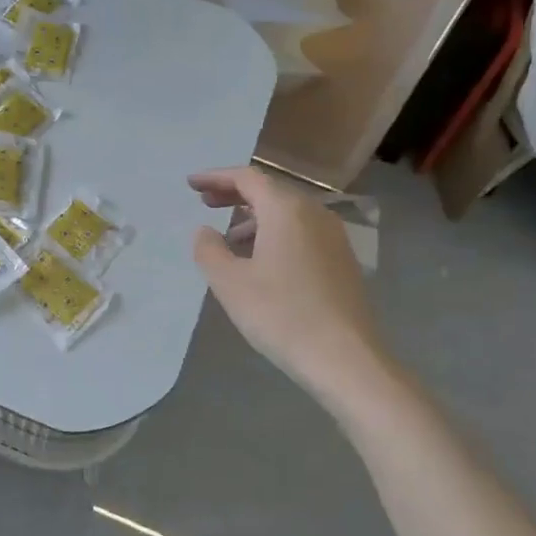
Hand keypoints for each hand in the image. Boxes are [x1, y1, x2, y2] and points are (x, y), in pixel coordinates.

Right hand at [190, 166, 384, 397]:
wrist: (344, 357)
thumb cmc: (280, 314)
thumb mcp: (230, 283)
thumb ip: (209, 250)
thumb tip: (205, 231)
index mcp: (286, 211)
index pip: (248, 178)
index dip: (216, 177)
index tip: (191, 184)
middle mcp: (314, 214)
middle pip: (270, 191)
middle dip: (235, 194)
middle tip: (205, 202)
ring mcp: (333, 237)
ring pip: (288, 213)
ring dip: (254, 217)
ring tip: (229, 237)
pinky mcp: (342, 261)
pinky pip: (302, 232)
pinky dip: (275, 233)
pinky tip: (261, 260)